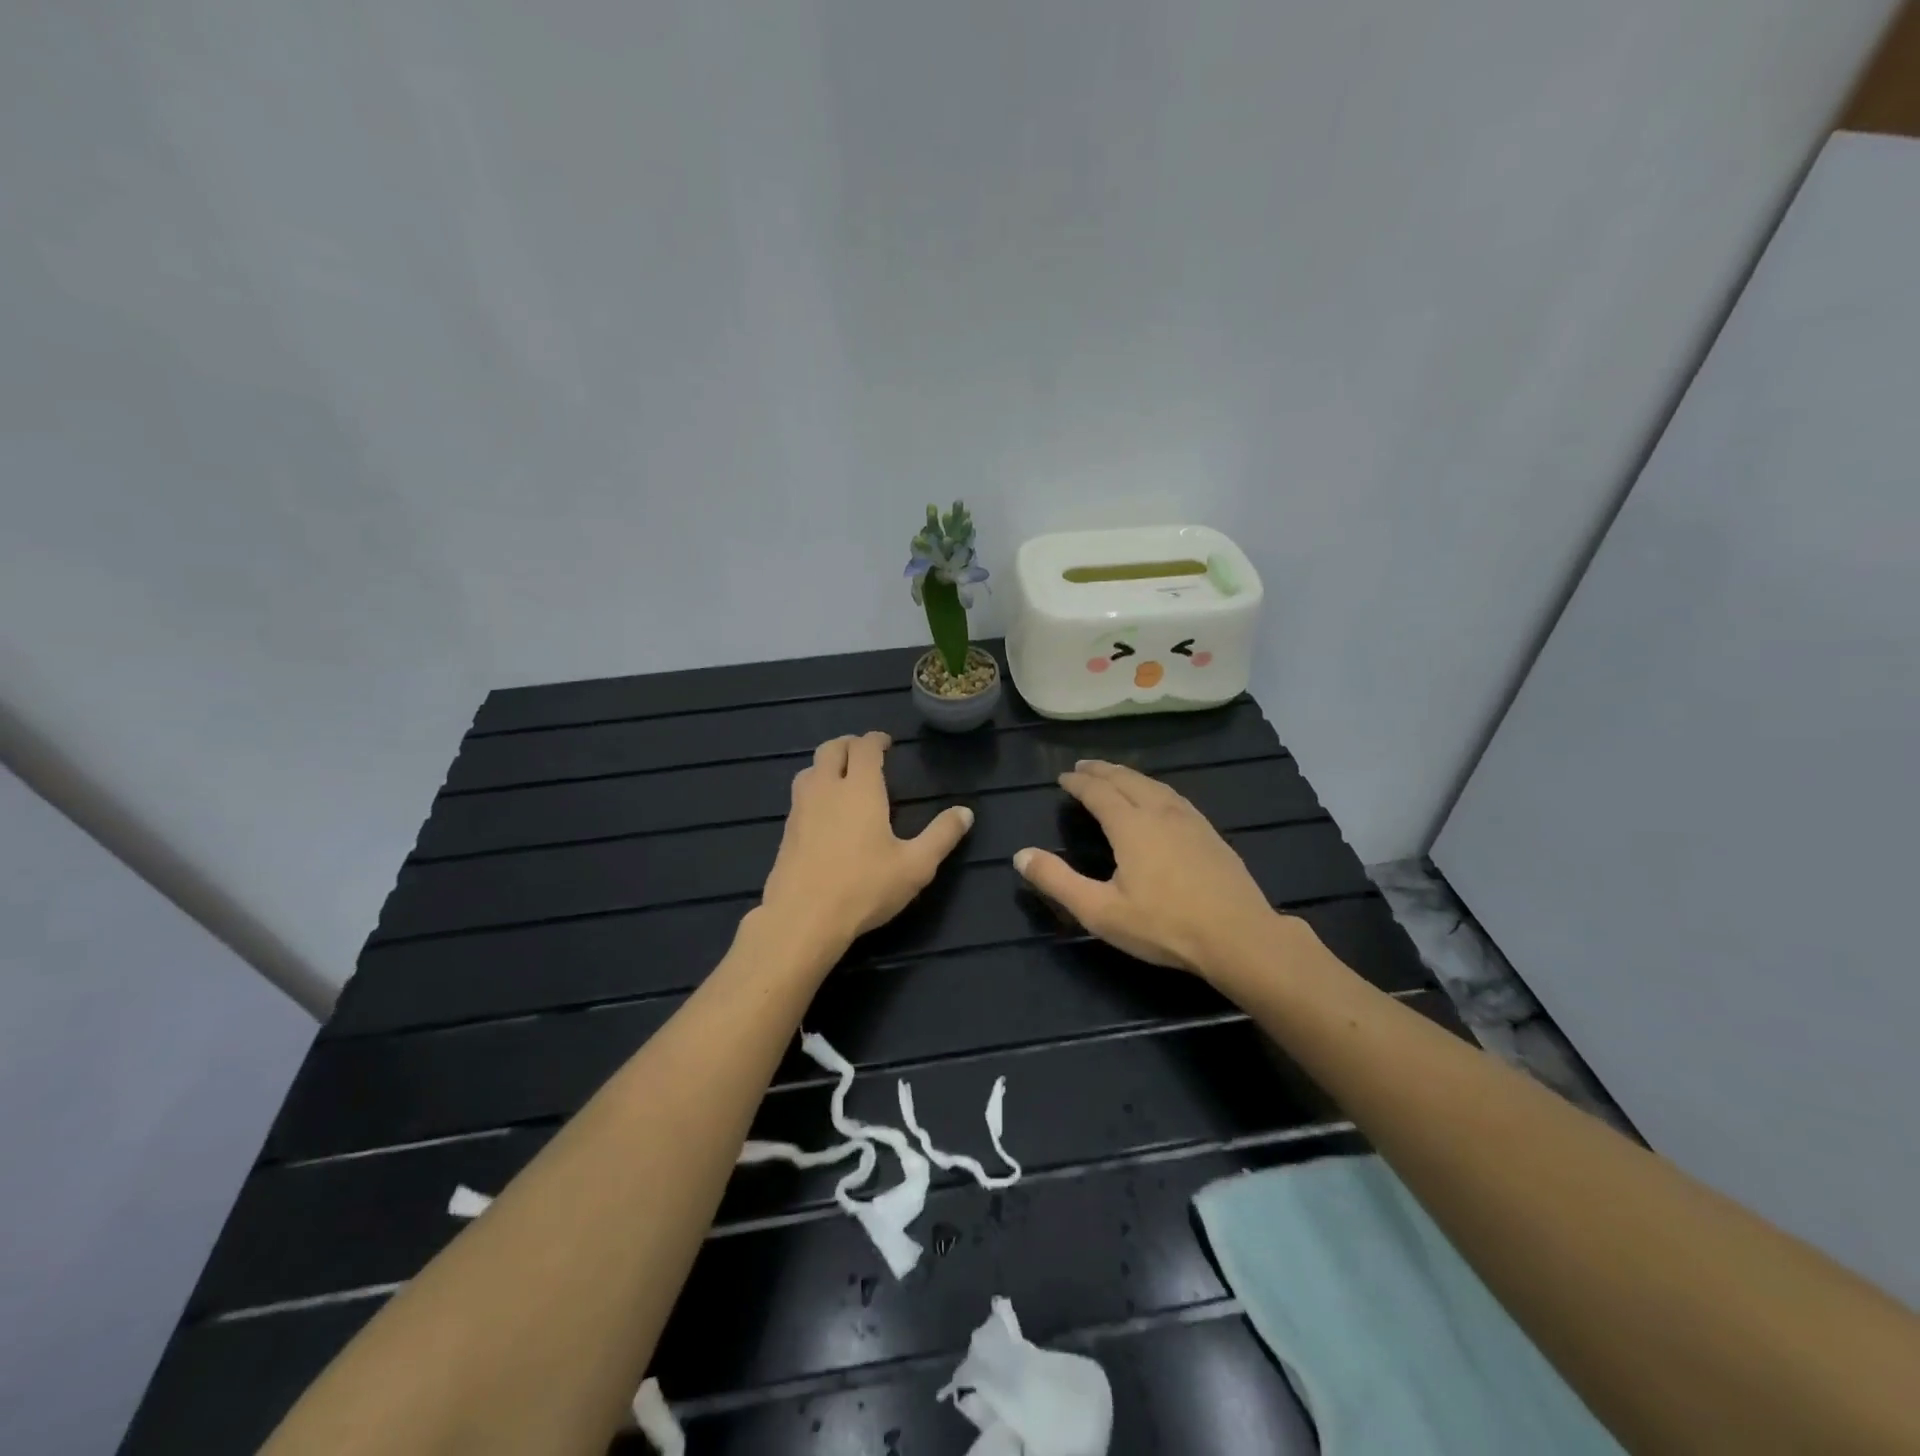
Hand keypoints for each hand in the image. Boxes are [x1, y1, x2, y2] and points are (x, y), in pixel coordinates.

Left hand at [758, 732, 973, 956]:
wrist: (802, 918)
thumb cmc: (864, 888)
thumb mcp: (915, 866)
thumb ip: (941, 836)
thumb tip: (965, 812)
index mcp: (860, 789)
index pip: (864, 747)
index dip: (876, 740)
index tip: (886, 744)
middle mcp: (827, 789)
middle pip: (831, 749)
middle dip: (849, 744)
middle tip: (865, 753)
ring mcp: (801, 809)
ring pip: (809, 769)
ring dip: (826, 764)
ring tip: (842, 776)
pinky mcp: (786, 831)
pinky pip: (799, 795)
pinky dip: (814, 788)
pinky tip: (824, 811)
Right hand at [1013, 760, 1278, 975]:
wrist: (1239, 937)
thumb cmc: (1164, 926)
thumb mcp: (1100, 911)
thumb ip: (1057, 881)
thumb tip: (1020, 855)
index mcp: (1131, 826)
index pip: (1098, 792)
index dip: (1078, 783)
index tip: (1063, 777)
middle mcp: (1160, 812)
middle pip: (1127, 780)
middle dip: (1102, 771)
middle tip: (1084, 766)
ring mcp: (1190, 820)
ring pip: (1154, 785)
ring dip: (1129, 775)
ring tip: (1116, 775)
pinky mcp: (1210, 833)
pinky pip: (1174, 796)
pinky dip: (1154, 787)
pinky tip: (1159, 799)